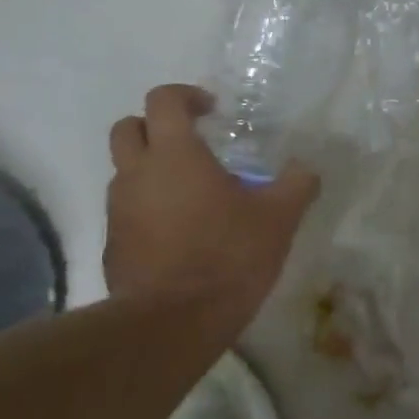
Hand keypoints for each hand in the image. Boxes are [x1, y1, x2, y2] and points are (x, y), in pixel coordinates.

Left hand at [103, 85, 319, 322]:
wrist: (174, 322)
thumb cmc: (228, 256)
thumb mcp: (279, 218)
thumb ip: (296, 184)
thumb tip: (306, 167)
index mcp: (175, 155)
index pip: (164, 100)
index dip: (186, 96)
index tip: (211, 109)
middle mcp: (137, 174)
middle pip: (128, 128)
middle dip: (155, 126)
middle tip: (190, 144)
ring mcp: (119, 210)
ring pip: (125, 172)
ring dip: (151, 171)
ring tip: (191, 196)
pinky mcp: (113, 245)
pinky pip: (127, 212)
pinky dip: (148, 210)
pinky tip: (179, 235)